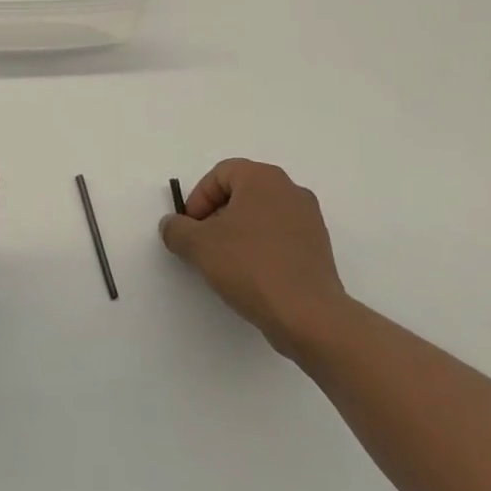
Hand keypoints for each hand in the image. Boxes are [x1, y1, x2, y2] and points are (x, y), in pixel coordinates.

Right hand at [160, 158, 350, 356]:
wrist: (308, 315)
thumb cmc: (250, 267)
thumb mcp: (198, 246)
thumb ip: (176, 229)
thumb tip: (172, 225)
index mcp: (263, 178)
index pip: (220, 174)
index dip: (198, 199)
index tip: (190, 229)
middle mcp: (290, 190)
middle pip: (242, 193)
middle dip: (217, 216)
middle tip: (204, 244)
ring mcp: (309, 219)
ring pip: (261, 216)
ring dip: (239, 233)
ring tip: (226, 264)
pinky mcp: (319, 248)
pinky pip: (280, 237)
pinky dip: (261, 249)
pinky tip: (251, 276)